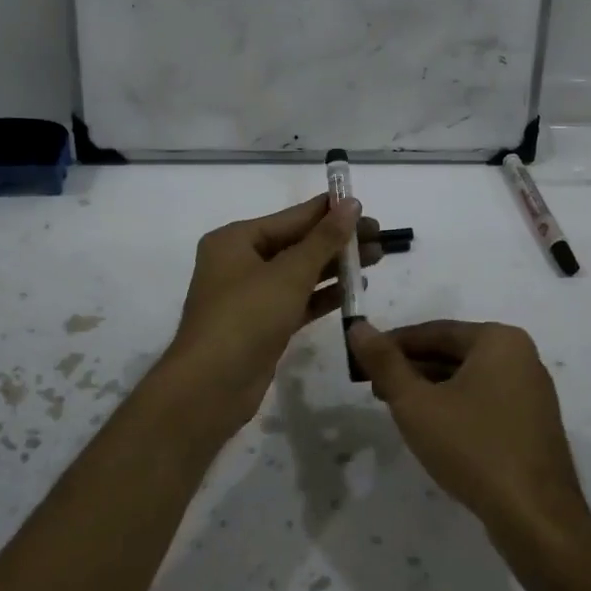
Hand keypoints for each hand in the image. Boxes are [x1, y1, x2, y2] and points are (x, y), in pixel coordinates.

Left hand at [163, 194, 381, 433]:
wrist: (211, 387)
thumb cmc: (246, 317)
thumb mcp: (289, 274)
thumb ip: (324, 239)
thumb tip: (351, 204)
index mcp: (235, 240)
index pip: (291, 217)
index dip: (328, 211)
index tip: (364, 205)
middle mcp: (240, 262)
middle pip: (297, 244)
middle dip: (337, 240)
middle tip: (380, 236)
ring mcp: (250, 296)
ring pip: (300, 273)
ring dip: (335, 267)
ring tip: (376, 258)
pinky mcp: (262, 325)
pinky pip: (298, 300)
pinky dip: (324, 295)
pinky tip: (355, 290)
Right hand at [347, 319, 588, 537]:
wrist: (536, 517)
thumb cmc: (473, 448)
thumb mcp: (416, 404)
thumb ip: (384, 363)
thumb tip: (358, 327)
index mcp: (498, 340)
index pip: (434, 332)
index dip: (392, 345)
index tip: (362, 361)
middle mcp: (521, 356)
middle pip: (452, 353)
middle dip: (411, 369)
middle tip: (375, 389)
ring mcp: (532, 391)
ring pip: (468, 378)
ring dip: (431, 389)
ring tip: (397, 410)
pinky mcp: (533, 423)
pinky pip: (486, 400)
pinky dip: (456, 407)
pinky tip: (434, 430)